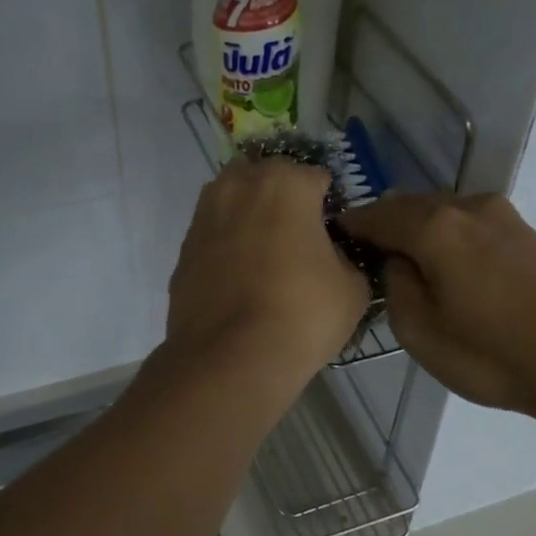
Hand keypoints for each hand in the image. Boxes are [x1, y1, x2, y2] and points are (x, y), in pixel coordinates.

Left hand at [164, 157, 370, 385]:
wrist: (229, 358)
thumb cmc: (301, 315)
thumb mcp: (352, 289)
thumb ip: (345, 258)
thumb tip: (332, 258)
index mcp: (286, 184)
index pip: (316, 177)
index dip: (329, 204)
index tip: (334, 232)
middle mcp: (239, 186)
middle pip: (268, 179)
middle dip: (284, 199)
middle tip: (300, 238)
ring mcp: (204, 216)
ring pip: (233, 201)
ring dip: (250, 216)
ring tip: (266, 255)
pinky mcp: (183, 249)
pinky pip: (213, 235)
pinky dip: (226, 246)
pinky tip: (240, 279)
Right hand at [338, 192, 535, 431]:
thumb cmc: (493, 353)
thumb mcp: (420, 330)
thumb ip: (397, 285)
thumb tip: (399, 260)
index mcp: (435, 226)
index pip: (377, 215)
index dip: (352, 226)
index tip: (333, 237)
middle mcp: (470, 208)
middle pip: (412, 205)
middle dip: (386, 224)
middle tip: (368, 252)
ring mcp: (506, 219)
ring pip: (445, 214)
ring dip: (420, 230)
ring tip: (407, 261)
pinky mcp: (530, 237)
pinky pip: (472, 227)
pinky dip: (450, 239)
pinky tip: (450, 268)